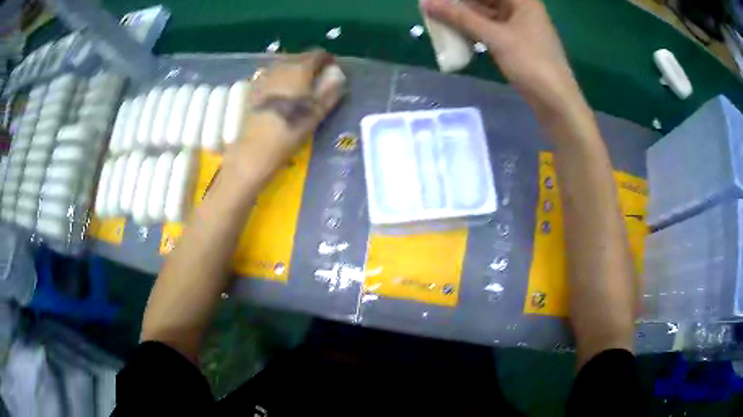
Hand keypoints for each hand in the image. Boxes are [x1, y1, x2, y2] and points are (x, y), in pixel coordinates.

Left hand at [224, 49, 343, 182]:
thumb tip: (338, 76)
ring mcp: (264, 76)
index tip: (332, 69)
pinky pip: (271, 74)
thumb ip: (329, 91)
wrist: (255, 149)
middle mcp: (281, 67)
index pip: (317, 55)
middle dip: (310, 63)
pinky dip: (280, 77)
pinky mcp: (253, 88)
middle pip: (299, 57)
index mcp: (299, 69)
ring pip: (283, 64)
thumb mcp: (316, 113)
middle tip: (318, 77)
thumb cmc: (290, 131)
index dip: (327, 60)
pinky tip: (282, 90)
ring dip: (294, 69)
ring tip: (301, 83)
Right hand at [420, 0, 582, 116]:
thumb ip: (460, 17)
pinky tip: (457, 32)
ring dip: (465, 15)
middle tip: (434, 6)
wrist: (555, 101)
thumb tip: (426, 2)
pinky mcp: (518, 42)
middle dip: (461, 3)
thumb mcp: (494, 36)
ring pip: (487, 12)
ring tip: (439, 17)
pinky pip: (491, 28)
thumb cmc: (530, 63)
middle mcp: (522, 8)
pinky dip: (475, 29)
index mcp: (522, 0)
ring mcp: (521, 26)